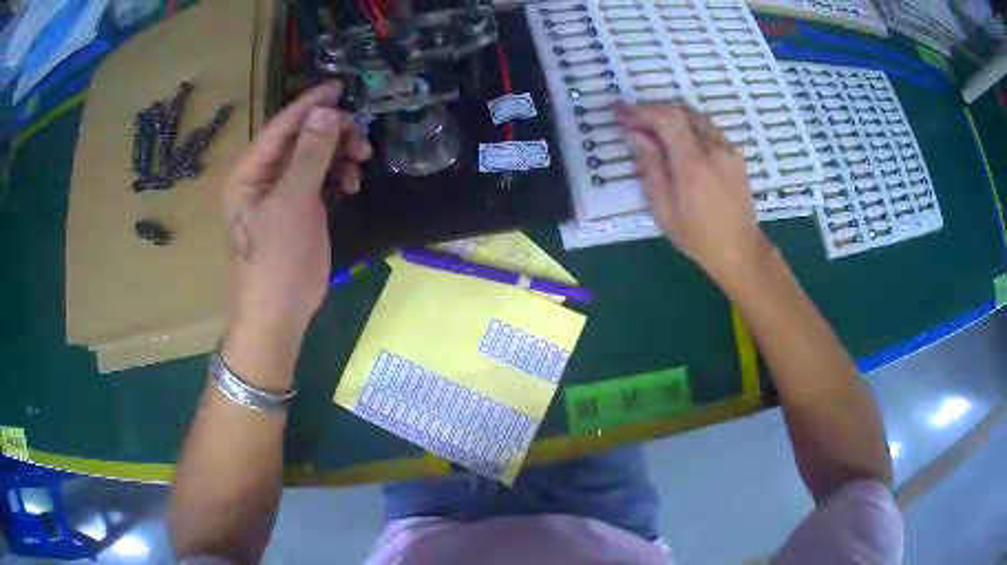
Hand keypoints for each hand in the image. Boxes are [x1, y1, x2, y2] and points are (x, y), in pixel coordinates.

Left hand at [223, 81, 371, 357]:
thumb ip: (310, 156)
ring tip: (361, 161)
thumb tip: (327, 112)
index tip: (340, 86)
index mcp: (250, 170)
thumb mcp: (292, 204)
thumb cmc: (275, 259)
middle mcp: (265, 174)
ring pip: (315, 153)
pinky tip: (352, 183)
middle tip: (360, 136)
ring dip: (340, 152)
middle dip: (332, 131)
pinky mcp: (302, 205)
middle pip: (301, 136)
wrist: (280, 310)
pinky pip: (322, 174)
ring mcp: (284, 190)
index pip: (282, 126)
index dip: (310, 104)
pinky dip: (340, 173)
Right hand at [616, 102, 771, 285]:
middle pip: (681, 111)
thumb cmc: (696, 235)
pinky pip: (708, 129)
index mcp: (694, 163)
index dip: (641, 110)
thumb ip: (650, 166)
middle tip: (632, 121)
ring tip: (652, 130)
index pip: (667, 118)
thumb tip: (635, 135)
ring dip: (671, 117)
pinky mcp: (735, 155)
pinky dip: (687, 127)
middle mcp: (714, 148)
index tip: (620, 112)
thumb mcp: (663, 207)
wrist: (739, 249)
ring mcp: (728, 149)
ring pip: (696, 117)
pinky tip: (677, 142)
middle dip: (654, 111)